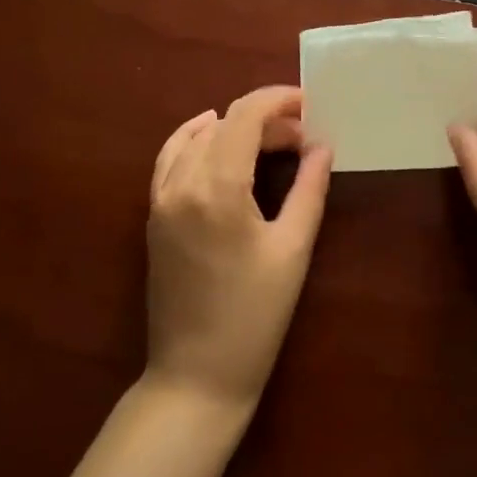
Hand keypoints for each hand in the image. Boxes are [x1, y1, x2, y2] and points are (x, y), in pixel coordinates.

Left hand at [146, 86, 332, 412]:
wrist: (196, 376)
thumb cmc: (254, 316)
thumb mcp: (292, 250)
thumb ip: (309, 189)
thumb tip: (322, 146)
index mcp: (217, 187)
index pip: (245, 116)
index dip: (277, 100)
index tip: (308, 104)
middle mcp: (182, 182)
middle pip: (224, 124)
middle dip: (265, 119)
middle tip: (304, 138)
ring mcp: (161, 198)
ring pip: (197, 137)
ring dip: (234, 128)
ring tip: (270, 141)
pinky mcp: (154, 215)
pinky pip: (170, 158)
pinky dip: (194, 139)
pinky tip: (214, 137)